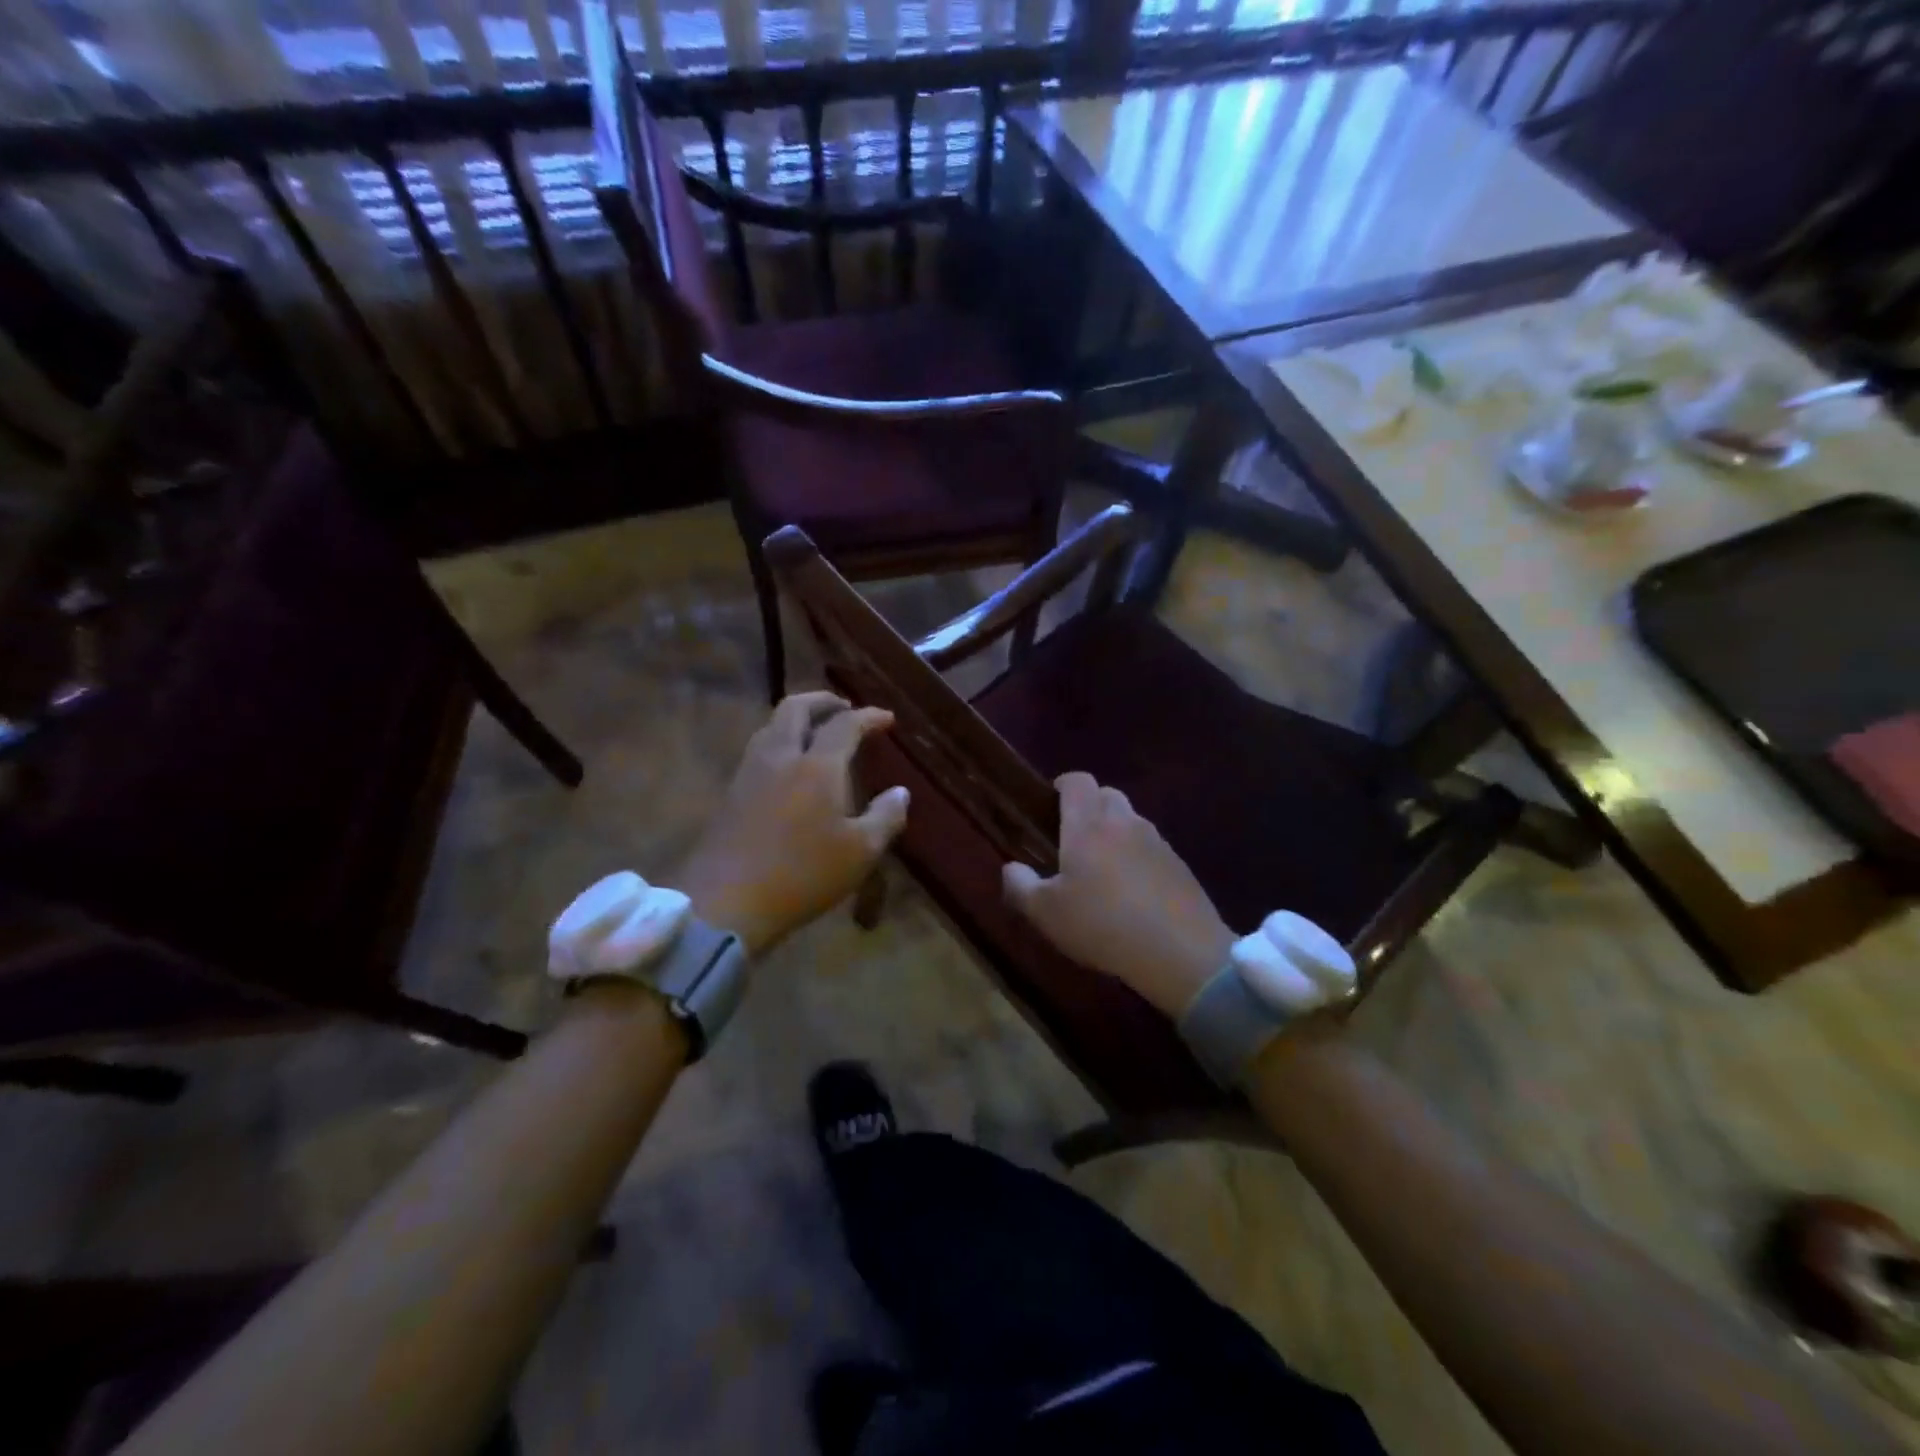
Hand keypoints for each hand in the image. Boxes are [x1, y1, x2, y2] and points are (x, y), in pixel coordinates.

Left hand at [676, 693, 909, 956]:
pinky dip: (780, 741)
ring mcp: (749, 773)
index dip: (869, 716)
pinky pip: (759, 749)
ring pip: (771, 726)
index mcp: (817, 766)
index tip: (887, 719)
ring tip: (816, 732)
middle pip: (796, 708)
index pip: (845, 725)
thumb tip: (900, 792)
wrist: (726, 901)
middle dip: (823, 701)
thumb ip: (885, 817)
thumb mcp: (860, 852)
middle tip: (844, 708)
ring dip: (797, 719)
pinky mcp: (731, 793)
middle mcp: (780, 758)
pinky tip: (789, 766)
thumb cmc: (803, 875)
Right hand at [1002, 772, 1233, 1017]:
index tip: (1051, 801)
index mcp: (1087, 825)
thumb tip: (1010, 868)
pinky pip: (1152, 847)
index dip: (1064, 784)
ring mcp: (1156, 841)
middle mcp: (1123, 823)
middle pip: (1107, 795)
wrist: (1179, 952)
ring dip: (1116, 831)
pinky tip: (1133, 891)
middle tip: (1074, 837)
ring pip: (1131, 820)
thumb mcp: (1047, 913)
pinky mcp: (1179, 864)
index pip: (1078, 781)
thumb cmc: (1102, 925)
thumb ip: (1021, 887)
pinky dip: (1139, 856)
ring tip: (1103, 867)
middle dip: (1089, 805)